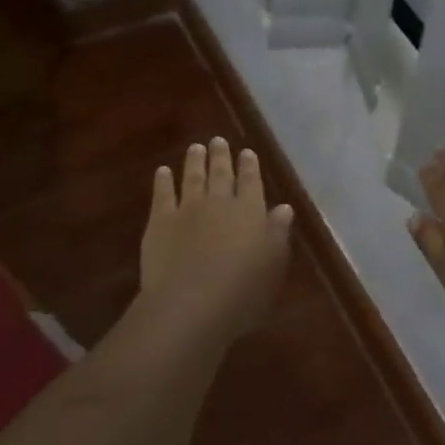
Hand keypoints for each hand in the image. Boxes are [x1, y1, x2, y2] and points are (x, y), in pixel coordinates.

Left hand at [140, 137, 292, 337]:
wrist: (190, 304)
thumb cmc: (242, 291)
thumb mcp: (273, 265)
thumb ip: (278, 233)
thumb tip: (284, 208)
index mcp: (250, 211)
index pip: (251, 182)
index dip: (249, 166)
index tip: (247, 152)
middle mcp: (220, 202)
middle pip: (221, 174)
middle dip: (221, 156)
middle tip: (218, 140)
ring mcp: (188, 209)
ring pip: (192, 177)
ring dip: (194, 161)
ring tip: (195, 147)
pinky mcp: (160, 222)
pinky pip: (162, 194)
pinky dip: (163, 181)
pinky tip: (163, 171)